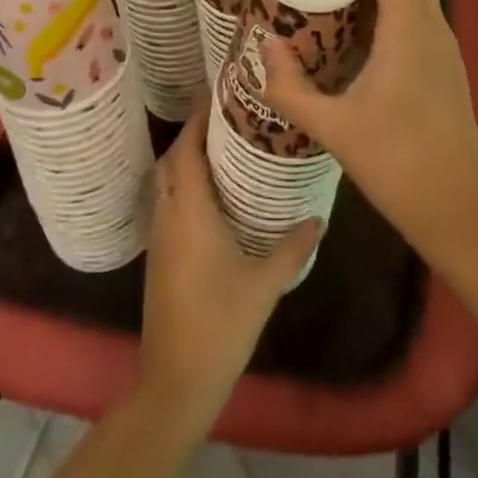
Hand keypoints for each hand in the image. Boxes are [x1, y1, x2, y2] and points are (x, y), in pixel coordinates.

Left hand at [139, 112, 319, 421]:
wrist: (175, 381)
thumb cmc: (220, 323)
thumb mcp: (265, 283)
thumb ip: (293, 246)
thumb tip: (319, 217)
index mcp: (189, 210)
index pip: (186, 149)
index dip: (198, 119)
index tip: (220, 96)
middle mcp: (168, 215)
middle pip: (171, 160)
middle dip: (193, 135)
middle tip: (228, 120)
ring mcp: (159, 237)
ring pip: (165, 182)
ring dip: (186, 161)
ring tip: (223, 150)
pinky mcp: (158, 257)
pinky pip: (167, 204)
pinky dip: (183, 187)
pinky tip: (212, 198)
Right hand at [260, 0, 477, 260]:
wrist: (459, 210)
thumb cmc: (398, 165)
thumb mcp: (334, 128)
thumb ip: (291, 88)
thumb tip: (263, 50)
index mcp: (410, 29)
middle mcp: (433, 27)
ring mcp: (444, 45)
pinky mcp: (444, 64)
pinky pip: (418, 10)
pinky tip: (359, 23)